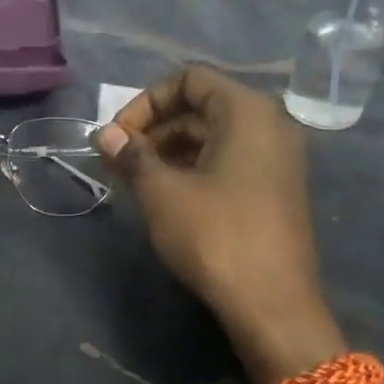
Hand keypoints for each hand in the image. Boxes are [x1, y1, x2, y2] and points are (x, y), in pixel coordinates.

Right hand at [96, 67, 342, 379]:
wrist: (272, 304)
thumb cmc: (215, 236)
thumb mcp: (162, 193)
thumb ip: (132, 155)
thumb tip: (104, 134)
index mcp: (247, 111)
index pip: (189, 79)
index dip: (145, 102)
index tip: (118, 137)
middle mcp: (270, 125)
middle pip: (202, 106)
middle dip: (155, 129)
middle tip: (119, 161)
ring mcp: (278, 158)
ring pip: (214, 136)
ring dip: (171, 150)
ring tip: (137, 180)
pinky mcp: (276, 189)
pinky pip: (230, 160)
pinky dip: (195, 168)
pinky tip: (168, 196)